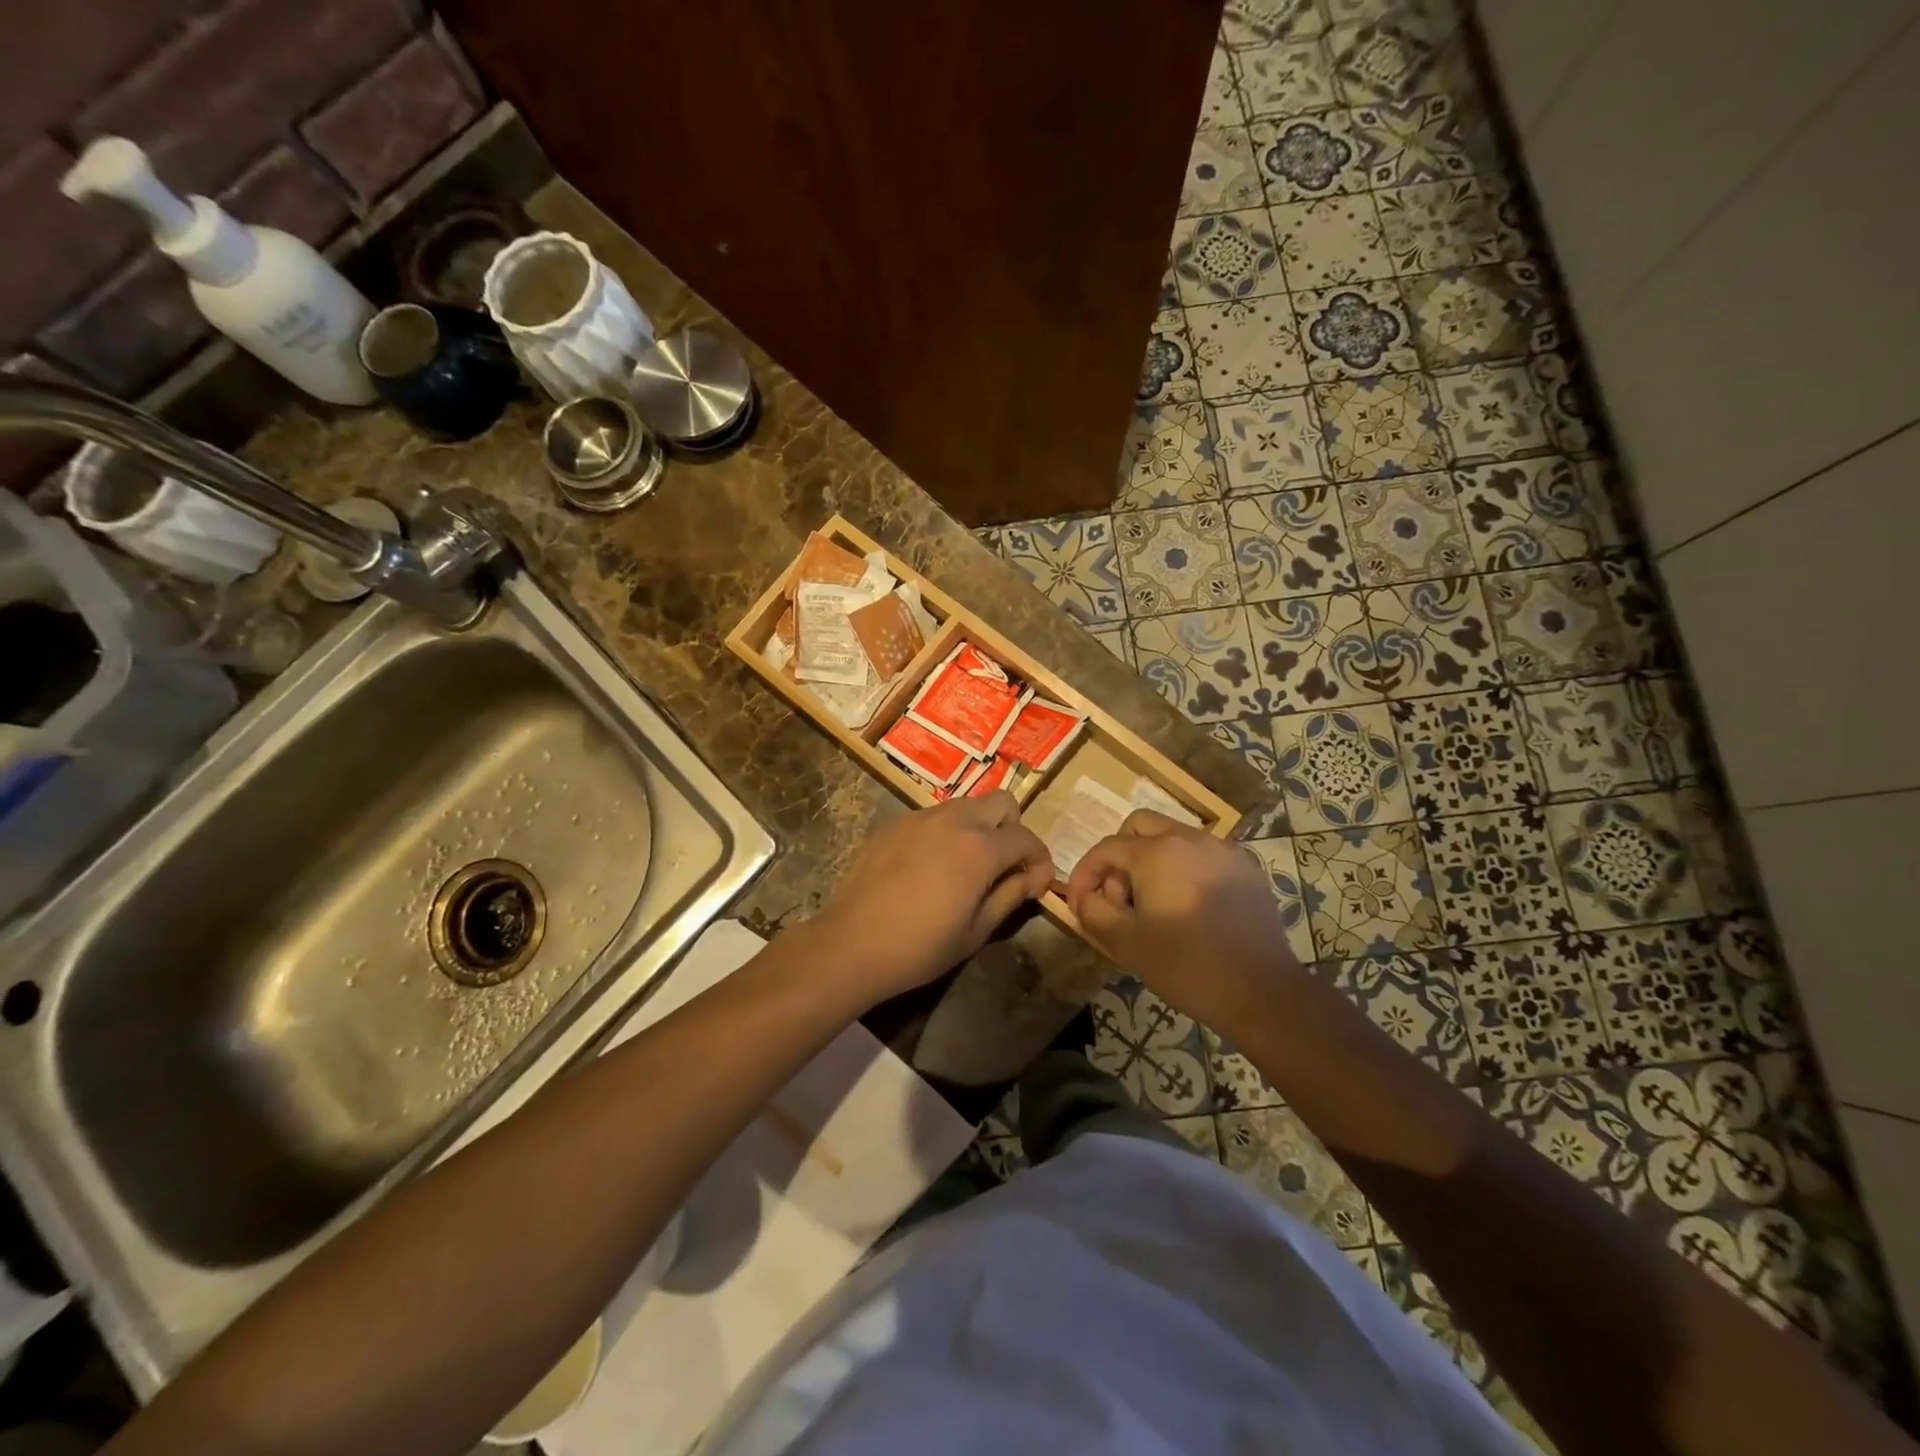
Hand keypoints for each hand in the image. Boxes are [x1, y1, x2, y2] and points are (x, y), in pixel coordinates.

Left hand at [808, 791, 1053, 1005]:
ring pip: (965, 804)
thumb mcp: (977, 930)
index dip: (1040, 861)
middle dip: (1012, 829)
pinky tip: (929, 867)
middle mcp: (954, 820)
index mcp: (980, 847)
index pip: (1026, 838)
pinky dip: (944, 833)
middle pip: (1001, 802)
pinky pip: (932, 817)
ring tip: (966, 865)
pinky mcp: (893, 823)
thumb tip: (1032, 878)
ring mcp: (920, 817)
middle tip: (1004, 865)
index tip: (1036, 885)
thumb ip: (1011, 895)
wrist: (852, 943)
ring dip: (978, 827)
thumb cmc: (920, 946)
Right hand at [1065, 810, 1305, 1027]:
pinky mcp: (1247, 869)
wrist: (1262, 992)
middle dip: (1119, 857)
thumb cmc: (1187, 967)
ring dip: (1152, 862)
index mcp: (1157, 853)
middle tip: (1120, 898)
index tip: (1079, 903)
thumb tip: (1083, 897)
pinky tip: (1189, 908)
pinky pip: (1203, 855)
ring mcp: (1224, 851)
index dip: (1085, 873)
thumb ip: (1093, 912)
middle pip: (1140, 827)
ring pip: (1174, 838)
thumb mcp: (1126, 944)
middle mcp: (1190, 838)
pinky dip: (1185, 870)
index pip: (1106, 848)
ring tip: (1154, 906)